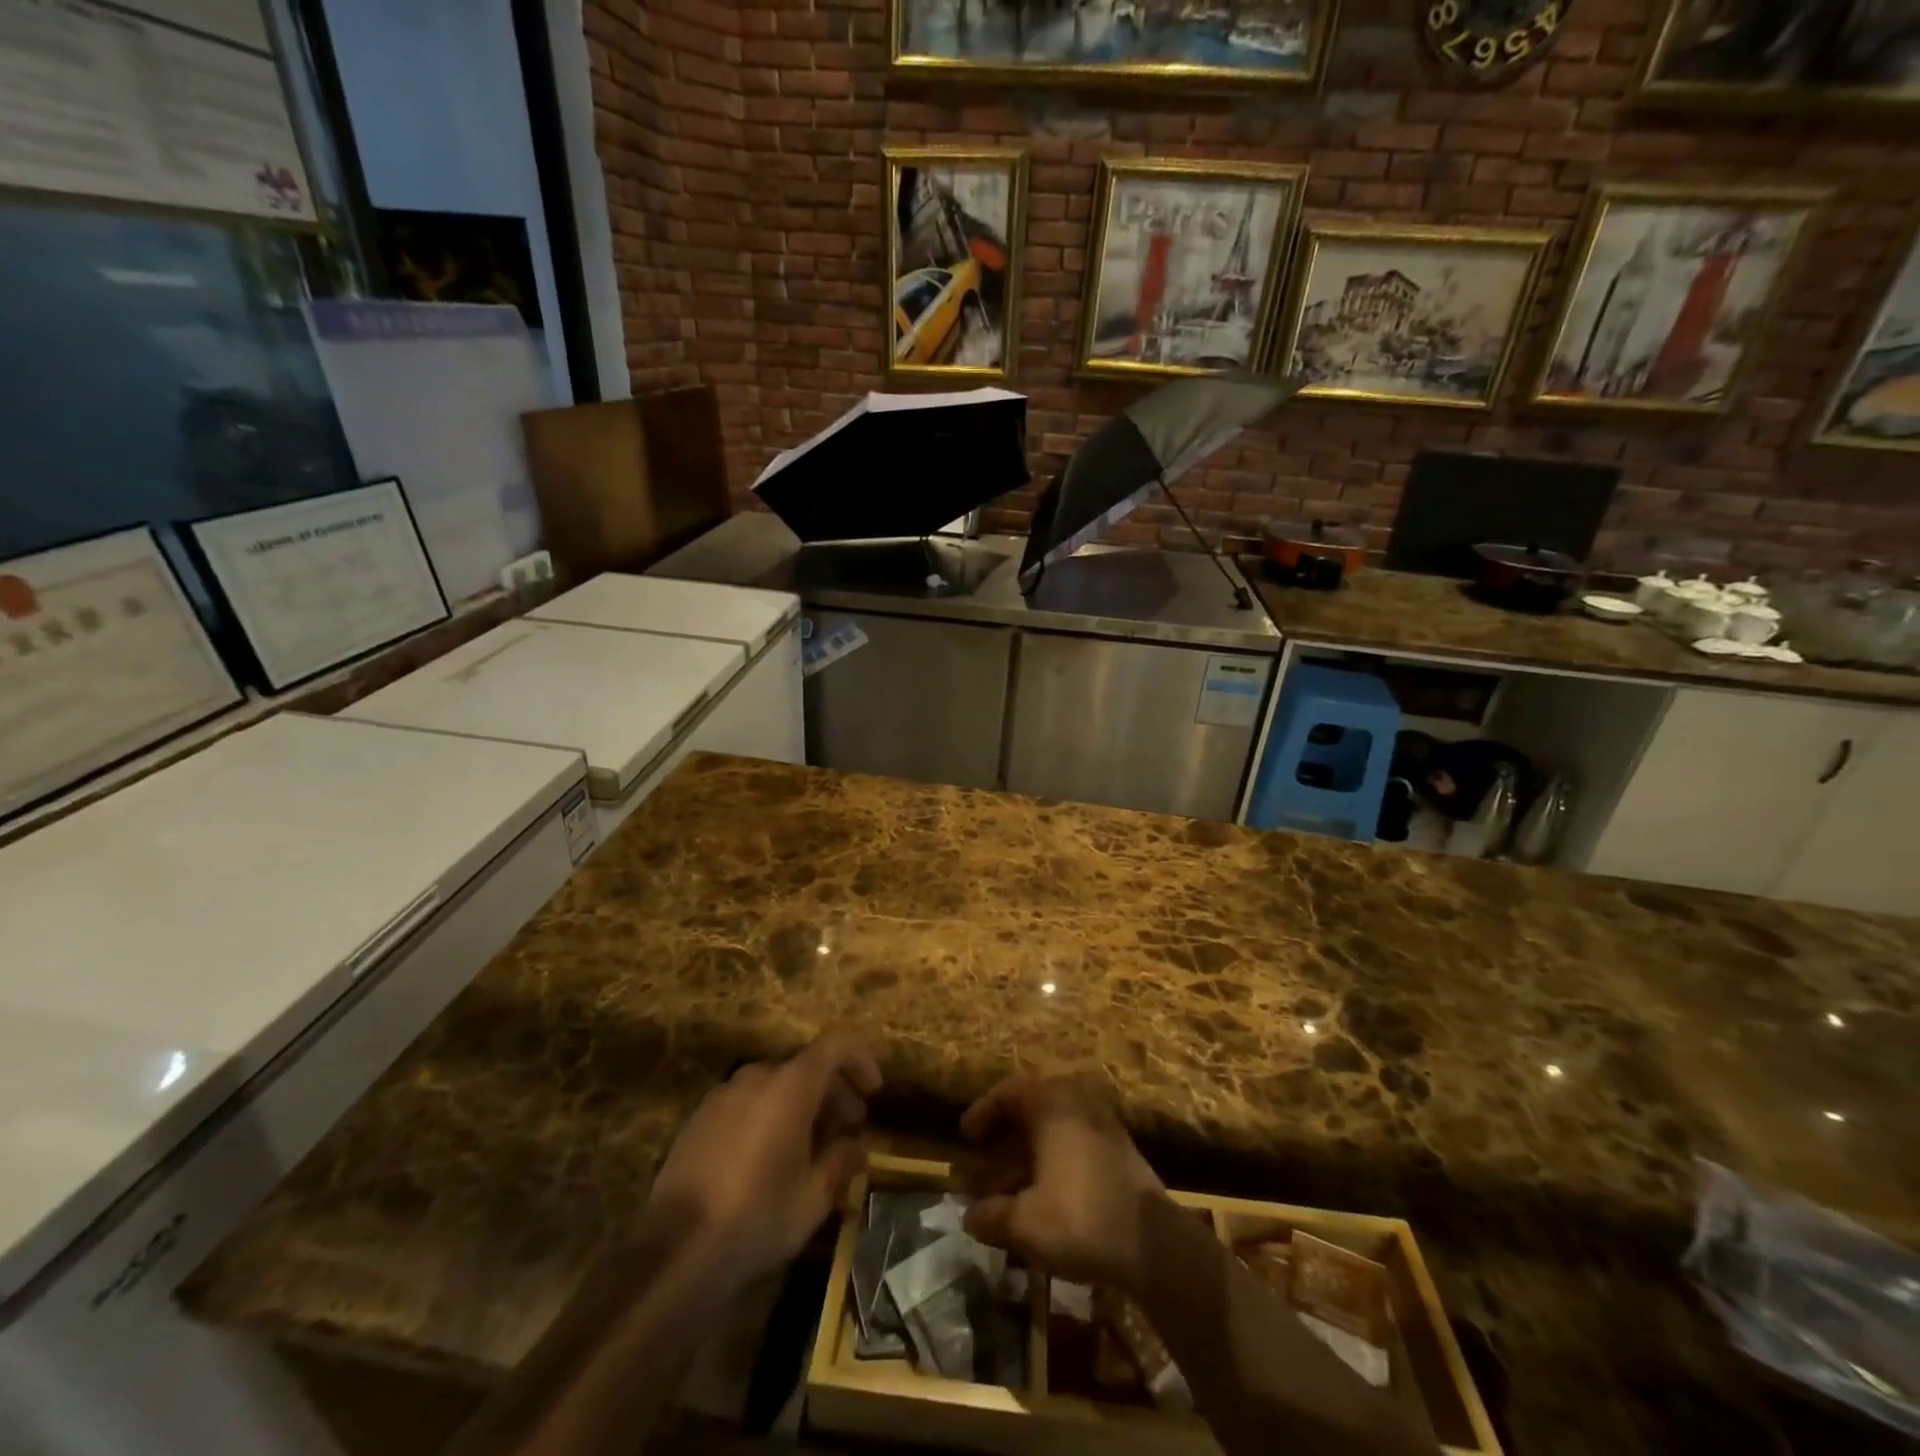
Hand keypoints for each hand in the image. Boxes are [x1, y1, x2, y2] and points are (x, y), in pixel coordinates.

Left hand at [646, 1031, 881, 1282]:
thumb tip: (857, 1148)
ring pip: (776, 1084)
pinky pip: (748, 1101)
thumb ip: (840, 1162)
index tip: (873, 1092)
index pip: (836, 1046)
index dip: (861, 1060)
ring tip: (812, 1146)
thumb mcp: (814, 1197)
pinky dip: (770, 1114)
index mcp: (790, 1085)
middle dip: (834, 1091)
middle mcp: (757, 1076)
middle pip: (806, 1066)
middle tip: (849, 1127)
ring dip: (802, 1104)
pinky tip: (771, 1157)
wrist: (675, 1250)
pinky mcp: (700, 1118)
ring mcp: (724, 1094)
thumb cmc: (757, 1217)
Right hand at [957, 1071, 1166, 1291]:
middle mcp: (1077, 1102)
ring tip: (1008, 1188)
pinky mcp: (1119, 1148)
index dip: (982, 1113)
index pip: (1008, 1092)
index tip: (966, 1138)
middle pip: (1031, 1110)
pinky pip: (1074, 1142)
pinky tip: (1043, 1195)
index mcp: (1051, 1104)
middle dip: (1004, 1140)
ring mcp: (1102, 1123)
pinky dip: (1052, 1160)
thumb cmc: (1081, 1219)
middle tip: (984, 1165)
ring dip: (1027, 1154)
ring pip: (1053, 1129)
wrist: (1153, 1243)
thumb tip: (970, 1216)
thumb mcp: (1025, 1223)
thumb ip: (992, 1216)